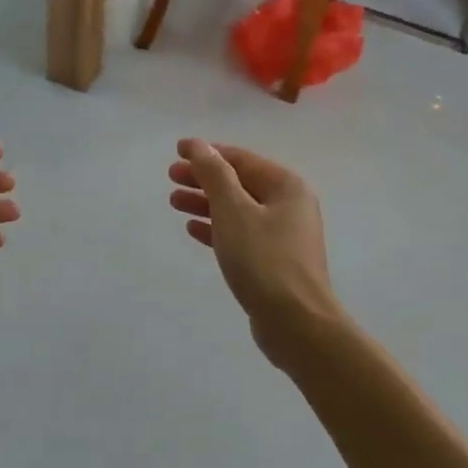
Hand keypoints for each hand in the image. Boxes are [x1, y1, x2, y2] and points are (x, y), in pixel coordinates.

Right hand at [168, 139, 343, 367]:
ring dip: (206, 203)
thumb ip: (214, 174)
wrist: (296, 323)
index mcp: (286, 186)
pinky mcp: (274, 261)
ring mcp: (283, 235)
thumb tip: (198, 144)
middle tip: (171, 178)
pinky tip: (193, 229)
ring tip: (174, 202)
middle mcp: (289, 205)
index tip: (177, 151)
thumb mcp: (233, 211)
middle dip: (204, 179)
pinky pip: (241, 234)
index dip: (207, 153)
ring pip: (238, 209)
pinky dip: (217, 228)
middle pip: (240, 183)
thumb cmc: (263, 260)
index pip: (241, 159)